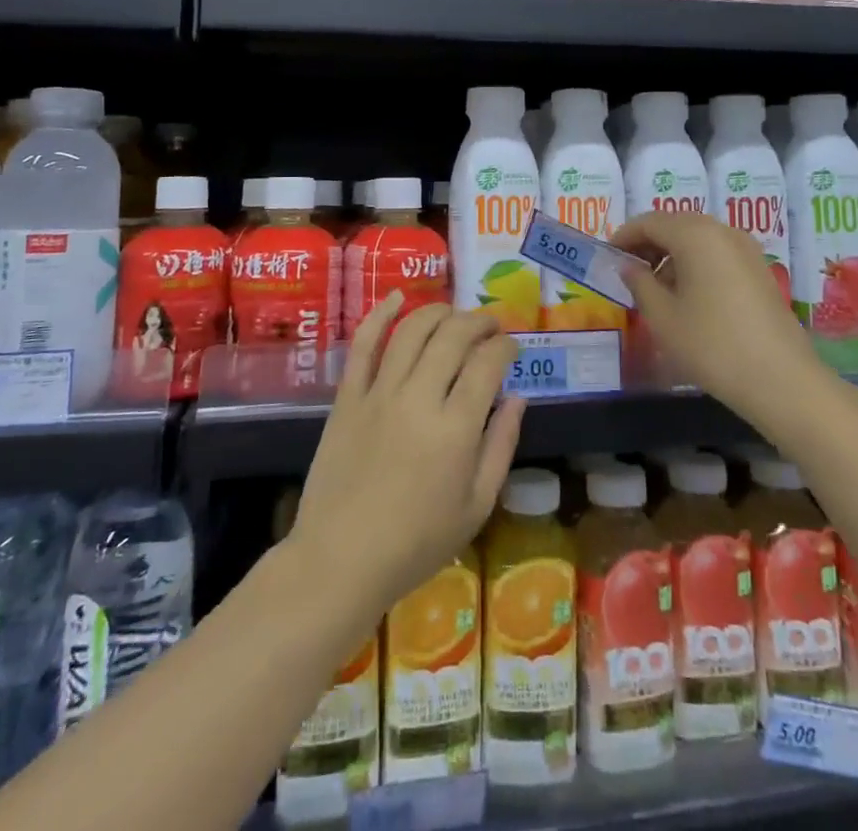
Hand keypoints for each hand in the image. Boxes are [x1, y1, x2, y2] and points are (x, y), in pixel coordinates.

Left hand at [292, 294, 524, 615]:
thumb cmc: (417, 542)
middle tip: (490, 325)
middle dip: (479, 321)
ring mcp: (379, 393)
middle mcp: (419, 398)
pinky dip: (381, 315)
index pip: (488, 363)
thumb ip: (501, 445)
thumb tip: (517, 396)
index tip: (512, 348)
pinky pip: (364, 345)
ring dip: (440, 312)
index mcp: (456, 428)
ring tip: (455, 314)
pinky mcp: (348, 397)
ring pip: (413, 331)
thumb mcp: (477, 505)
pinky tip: (398, 297)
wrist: (340, 560)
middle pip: (454, 336)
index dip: (505, 346)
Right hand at [612, 211, 822, 428]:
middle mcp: (722, 231)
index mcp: (695, 234)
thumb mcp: (662, 316)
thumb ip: (639, 283)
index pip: (649, 222)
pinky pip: (717, 254)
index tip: (607, 256)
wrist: (780, 379)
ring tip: (654, 288)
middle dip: (648, 243)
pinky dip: (695, 264)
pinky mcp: (759, 270)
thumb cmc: (711, 345)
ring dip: (672, 255)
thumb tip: (628, 266)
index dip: (624, 236)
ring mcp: (746, 249)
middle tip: (627, 271)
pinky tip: (687, 296)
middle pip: (675, 225)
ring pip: (698, 239)